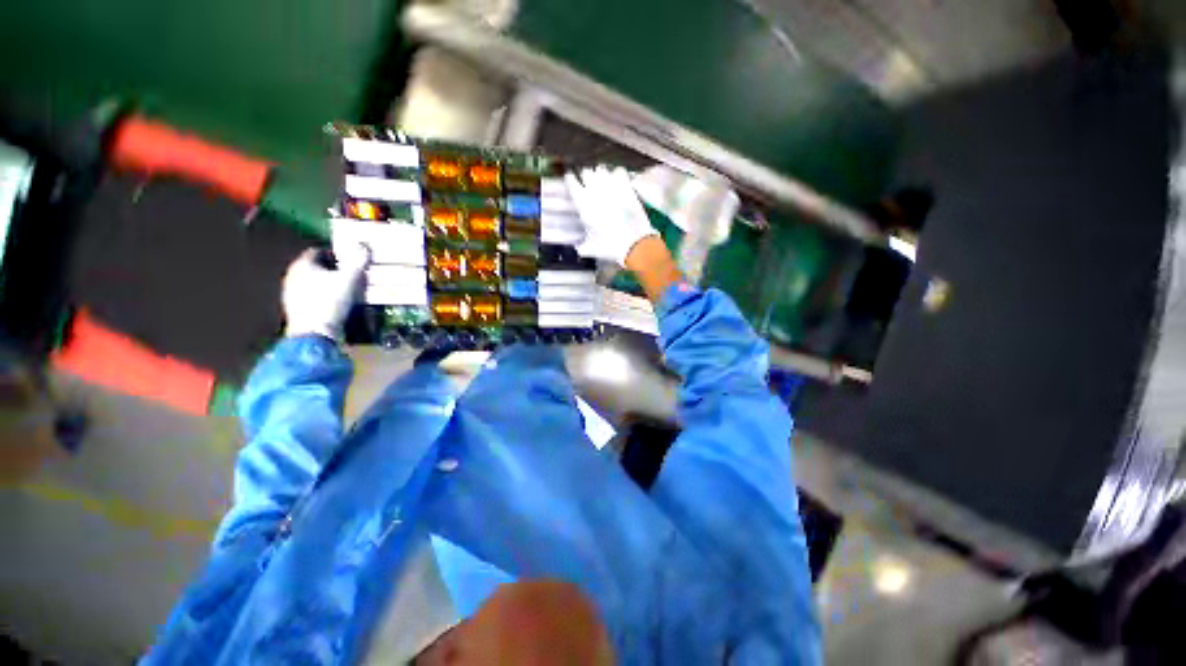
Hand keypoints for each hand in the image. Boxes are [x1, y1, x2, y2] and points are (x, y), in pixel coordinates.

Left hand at [282, 243, 369, 340]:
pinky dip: (322, 296)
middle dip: (331, 269)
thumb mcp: (350, 279)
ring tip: (345, 290)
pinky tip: (335, 303)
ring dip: (326, 284)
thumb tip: (364, 245)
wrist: (314, 332)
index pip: (317, 251)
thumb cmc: (330, 301)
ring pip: (311, 282)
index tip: (348, 260)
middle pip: (314, 267)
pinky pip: (310, 296)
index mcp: (302, 265)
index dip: (334, 254)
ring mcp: (291, 293)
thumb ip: (357, 262)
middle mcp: (292, 275)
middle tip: (349, 274)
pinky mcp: (294, 308)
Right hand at [564, 167, 658, 266]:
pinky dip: (617, 174)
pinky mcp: (627, 187)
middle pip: (586, 172)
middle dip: (586, 176)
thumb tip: (577, 247)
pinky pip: (619, 171)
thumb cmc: (610, 246)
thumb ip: (581, 246)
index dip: (571, 180)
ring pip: (601, 169)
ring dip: (601, 174)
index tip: (571, 181)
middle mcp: (595, 190)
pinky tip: (618, 180)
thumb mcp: (591, 249)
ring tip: (603, 180)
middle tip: (588, 183)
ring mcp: (612, 186)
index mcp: (583, 203)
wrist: (634, 243)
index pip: (571, 181)